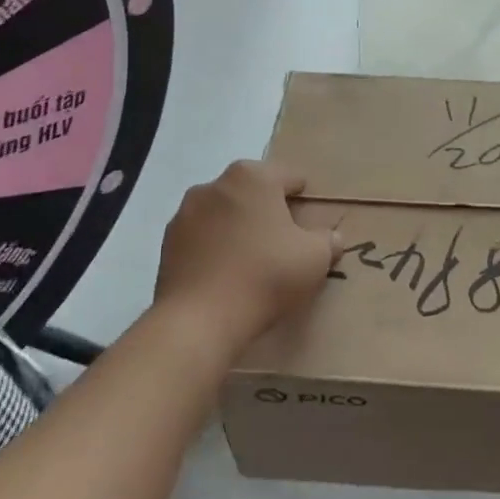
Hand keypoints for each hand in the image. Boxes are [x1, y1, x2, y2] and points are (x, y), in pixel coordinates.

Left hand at [153, 161, 342, 354]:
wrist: (199, 321)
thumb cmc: (265, 276)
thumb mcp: (315, 258)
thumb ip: (328, 240)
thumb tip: (331, 237)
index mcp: (253, 176)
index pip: (289, 177)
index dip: (303, 197)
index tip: (309, 221)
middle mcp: (216, 184)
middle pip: (253, 191)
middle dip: (268, 210)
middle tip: (284, 242)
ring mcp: (186, 212)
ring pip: (225, 212)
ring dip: (238, 227)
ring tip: (252, 261)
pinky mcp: (168, 242)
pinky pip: (202, 236)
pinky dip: (215, 247)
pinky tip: (226, 274)